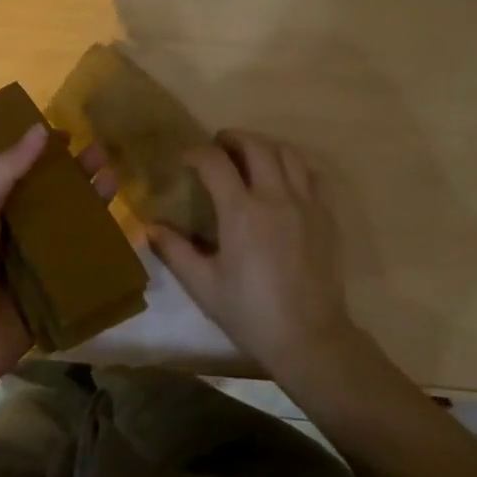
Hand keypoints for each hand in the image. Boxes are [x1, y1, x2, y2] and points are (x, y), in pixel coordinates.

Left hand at [0, 123, 112, 396]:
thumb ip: (6, 171)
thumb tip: (40, 129)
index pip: (20, 176)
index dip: (43, 155)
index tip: (70, 135)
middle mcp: (12, 236)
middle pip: (50, 200)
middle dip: (74, 177)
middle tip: (101, 154)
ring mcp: (33, 267)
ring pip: (68, 231)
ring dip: (89, 207)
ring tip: (113, 180)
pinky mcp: (53, 297)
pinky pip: (78, 270)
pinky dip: (95, 251)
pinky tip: (118, 230)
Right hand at [150, 130, 360, 382]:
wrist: (309, 337)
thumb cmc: (250, 313)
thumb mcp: (203, 285)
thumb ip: (174, 251)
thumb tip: (150, 227)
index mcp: (241, 211)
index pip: (215, 162)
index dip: (196, 153)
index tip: (184, 159)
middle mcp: (275, 196)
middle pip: (255, 146)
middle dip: (232, 138)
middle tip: (218, 146)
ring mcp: (306, 203)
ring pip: (288, 152)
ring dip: (264, 145)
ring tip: (250, 156)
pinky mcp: (326, 216)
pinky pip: (312, 174)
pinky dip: (293, 165)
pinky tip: (283, 179)